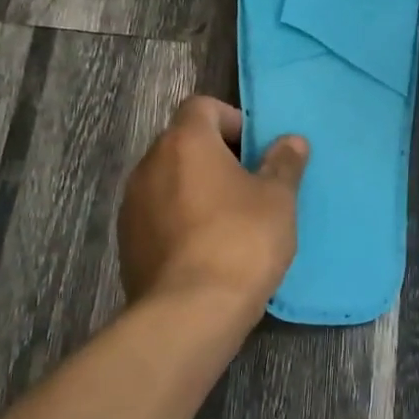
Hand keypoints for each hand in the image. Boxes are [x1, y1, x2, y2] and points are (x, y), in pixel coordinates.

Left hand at [118, 95, 308, 318]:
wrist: (189, 312)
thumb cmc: (241, 241)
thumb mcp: (277, 200)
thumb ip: (283, 163)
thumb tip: (291, 141)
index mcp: (185, 142)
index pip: (202, 106)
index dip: (231, 119)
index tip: (254, 149)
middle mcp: (150, 163)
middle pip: (182, 142)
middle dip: (215, 155)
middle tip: (248, 184)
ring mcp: (132, 203)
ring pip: (168, 179)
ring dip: (195, 187)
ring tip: (228, 219)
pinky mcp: (126, 241)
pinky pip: (157, 213)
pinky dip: (179, 218)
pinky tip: (204, 248)